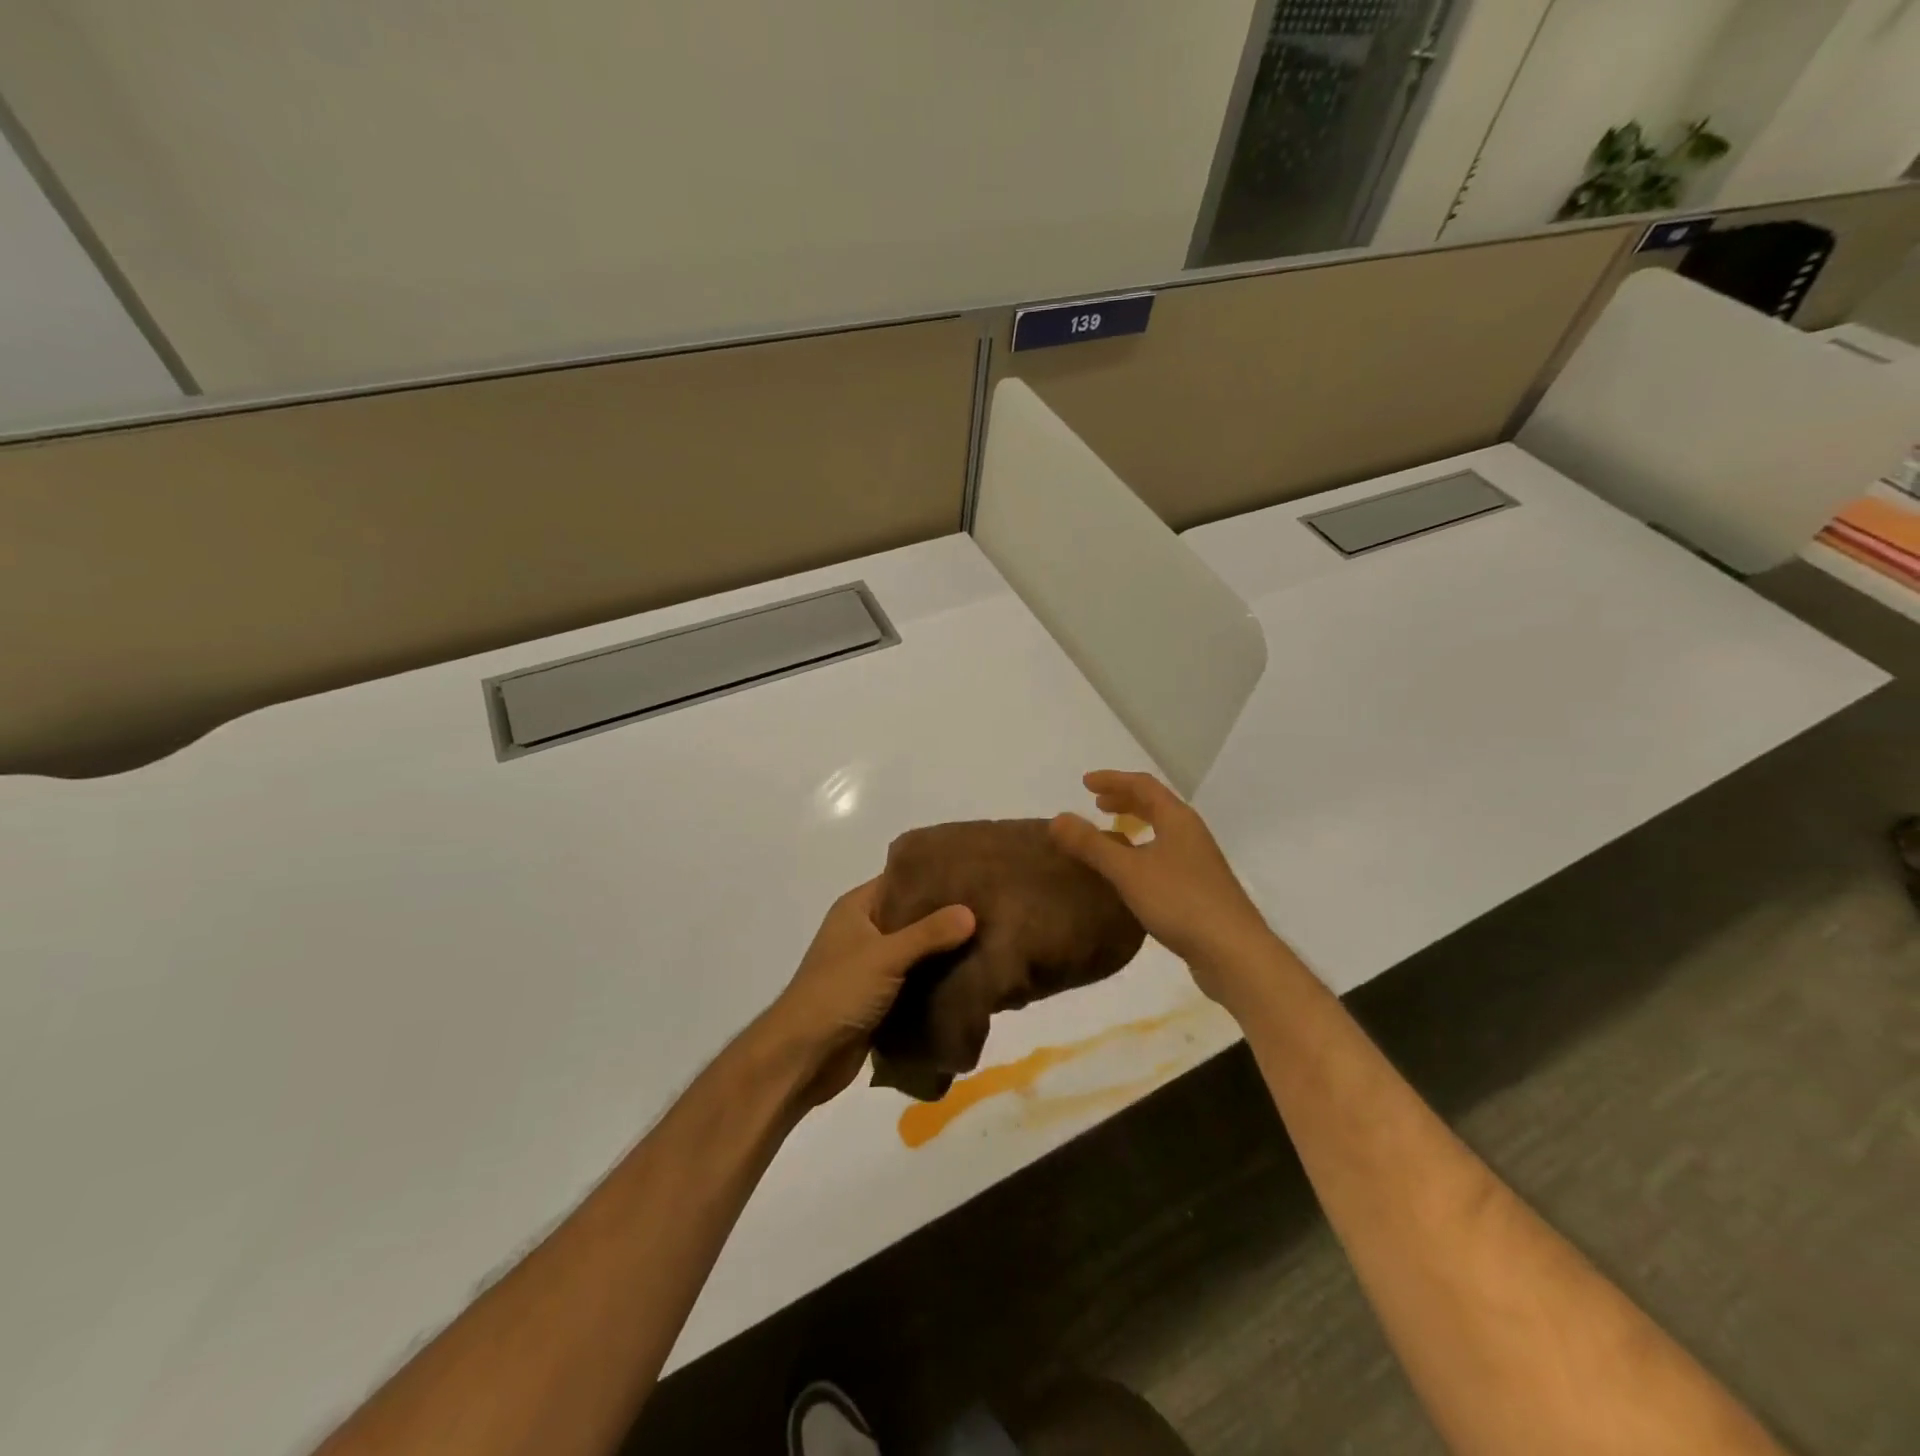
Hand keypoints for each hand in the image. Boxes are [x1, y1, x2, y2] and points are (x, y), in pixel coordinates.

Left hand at [760, 880, 974, 1107]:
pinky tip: (970, 978)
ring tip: (988, 942)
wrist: (803, 1057)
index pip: (901, 880)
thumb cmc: (838, 992)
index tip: (973, 876)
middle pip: (911, 917)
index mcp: (856, 908)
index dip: (934, 877)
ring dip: (944, 952)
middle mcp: (863, 932)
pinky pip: (914, 982)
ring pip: (915, 952)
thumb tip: (971, 912)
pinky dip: (935, 982)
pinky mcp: (878, 1000)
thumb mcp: (885, 956)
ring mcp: (870, 967)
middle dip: (946, 917)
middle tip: (991, 910)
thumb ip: (929, 933)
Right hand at [1050, 770, 1275, 1007]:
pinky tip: (1131, 875)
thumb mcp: (1129, 871)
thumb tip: (1057, 818)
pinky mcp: (1200, 889)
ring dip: (1135, 825)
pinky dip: (1143, 851)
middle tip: (1097, 804)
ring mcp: (1199, 862)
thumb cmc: (1181, 903)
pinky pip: (1165, 855)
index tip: (1085, 782)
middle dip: (1125, 800)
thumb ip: (1092, 844)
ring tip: (1111, 834)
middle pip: (1156, 805)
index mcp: (1178, 820)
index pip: (1143, 785)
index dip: (1113, 780)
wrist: (1234, 953)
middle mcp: (1191, 834)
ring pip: (1162, 831)